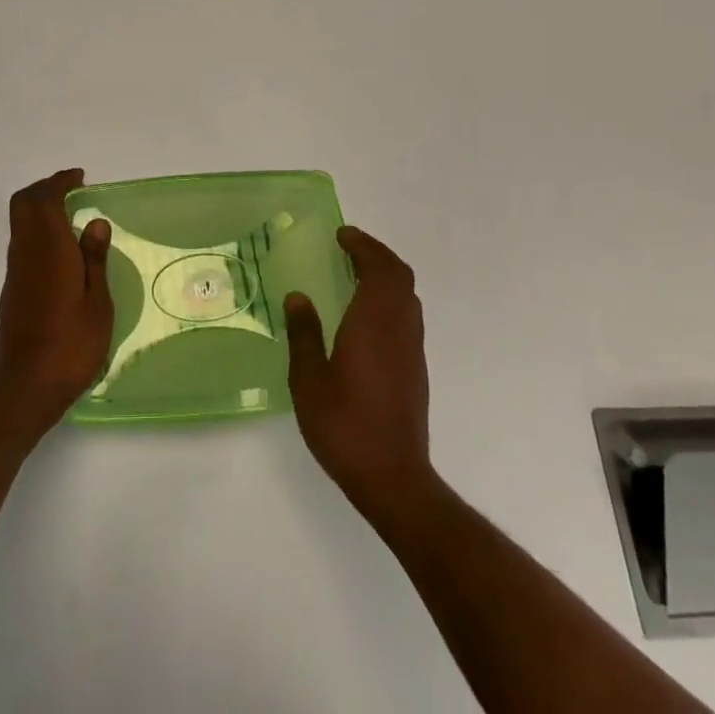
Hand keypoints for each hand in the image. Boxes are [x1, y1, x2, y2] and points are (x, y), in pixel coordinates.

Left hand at [0, 169, 113, 434]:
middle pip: (23, 204)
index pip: (44, 199)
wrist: (22, 390)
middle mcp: (25, 253)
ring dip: (40, 209)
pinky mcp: (11, 292)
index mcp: (49, 250)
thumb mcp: (97, 304)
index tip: (80, 178)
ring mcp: (15, 273)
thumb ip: (94, 260)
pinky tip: (61, 251)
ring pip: (20, 224)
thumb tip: (95, 222)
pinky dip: (38, 231)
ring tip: (71, 216)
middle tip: (72, 190)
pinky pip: (22, 244)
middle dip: (45, 189)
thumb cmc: (70, 346)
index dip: (59, 182)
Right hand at [285, 226, 435, 511]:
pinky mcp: (416, 368)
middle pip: (400, 275)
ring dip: (386, 275)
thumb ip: (304, 334)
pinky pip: (408, 314)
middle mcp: (399, 327)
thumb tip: (298, 297)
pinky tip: (367, 314)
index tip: (342, 235)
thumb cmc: (345, 426)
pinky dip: (390, 297)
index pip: (379, 268)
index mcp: (374, 322)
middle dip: (376, 254)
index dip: (363, 245)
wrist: (393, 479)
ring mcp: (412, 349)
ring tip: (356, 273)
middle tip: (349, 247)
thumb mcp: (309, 381)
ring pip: (407, 295)